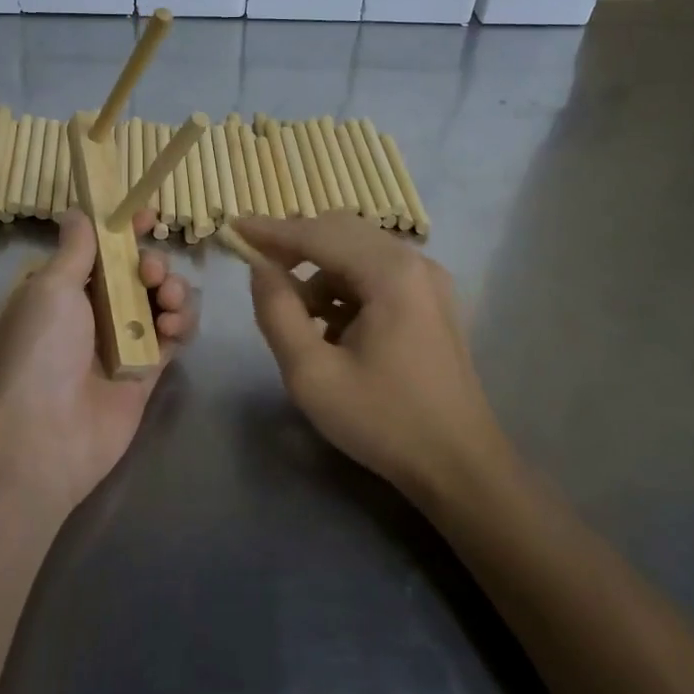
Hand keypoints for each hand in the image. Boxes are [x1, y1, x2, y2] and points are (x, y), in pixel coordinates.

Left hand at [0, 210, 195, 517]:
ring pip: (161, 300)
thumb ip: (76, 249)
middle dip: (152, 263)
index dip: (124, 230)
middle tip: (150, 273)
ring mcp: (123, 341)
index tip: (147, 216)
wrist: (46, 434)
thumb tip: (77, 211)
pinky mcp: (148, 369)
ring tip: (167, 302)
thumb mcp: (51, 287)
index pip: (100, 249)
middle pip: (137, 273)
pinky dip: (182, 322)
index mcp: (64, 288)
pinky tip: (175, 325)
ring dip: (173, 290)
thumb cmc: (42, 349)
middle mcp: (94, 311)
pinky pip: (174, 335)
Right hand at [240, 214, 504, 503]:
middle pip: (341, 232)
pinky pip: (376, 275)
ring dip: (319, 272)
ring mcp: (428, 281)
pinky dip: (344, 288)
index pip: (317, 234)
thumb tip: (260, 268)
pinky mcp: (432, 302)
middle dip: (295, 245)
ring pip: (358, 253)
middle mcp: (414, 263)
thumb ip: (278, 312)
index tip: (232, 227)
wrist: (460, 467)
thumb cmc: (383, 421)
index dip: (270, 231)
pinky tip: (330, 328)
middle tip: (256, 265)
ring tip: (294, 316)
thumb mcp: (312, 374)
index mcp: (390, 272)